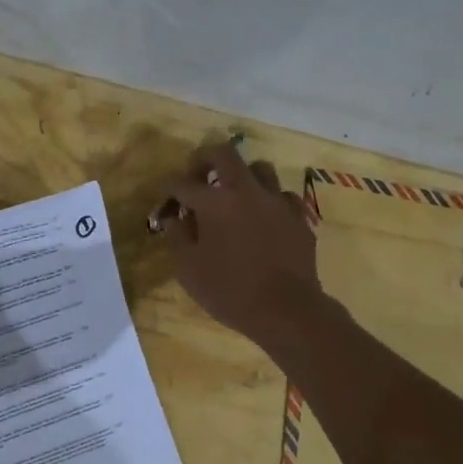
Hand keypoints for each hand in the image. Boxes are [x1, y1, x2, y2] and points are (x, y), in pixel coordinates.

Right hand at [161, 141, 321, 348]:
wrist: (286, 310)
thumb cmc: (229, 291)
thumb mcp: (188, 269)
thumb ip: (177, 237)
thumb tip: (174, 217)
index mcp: (214, 202)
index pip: (182, 183)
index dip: (169, 187)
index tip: (164, 194)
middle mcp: (246, 191)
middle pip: (224, 153)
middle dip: (204, 158)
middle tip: (196, 175)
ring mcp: (277, 201)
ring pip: (259, 168)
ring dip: (241, 176)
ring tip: (234, 195)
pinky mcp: (298, 217)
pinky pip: (282, 197)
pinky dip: (268, 202)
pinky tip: (263, 219)